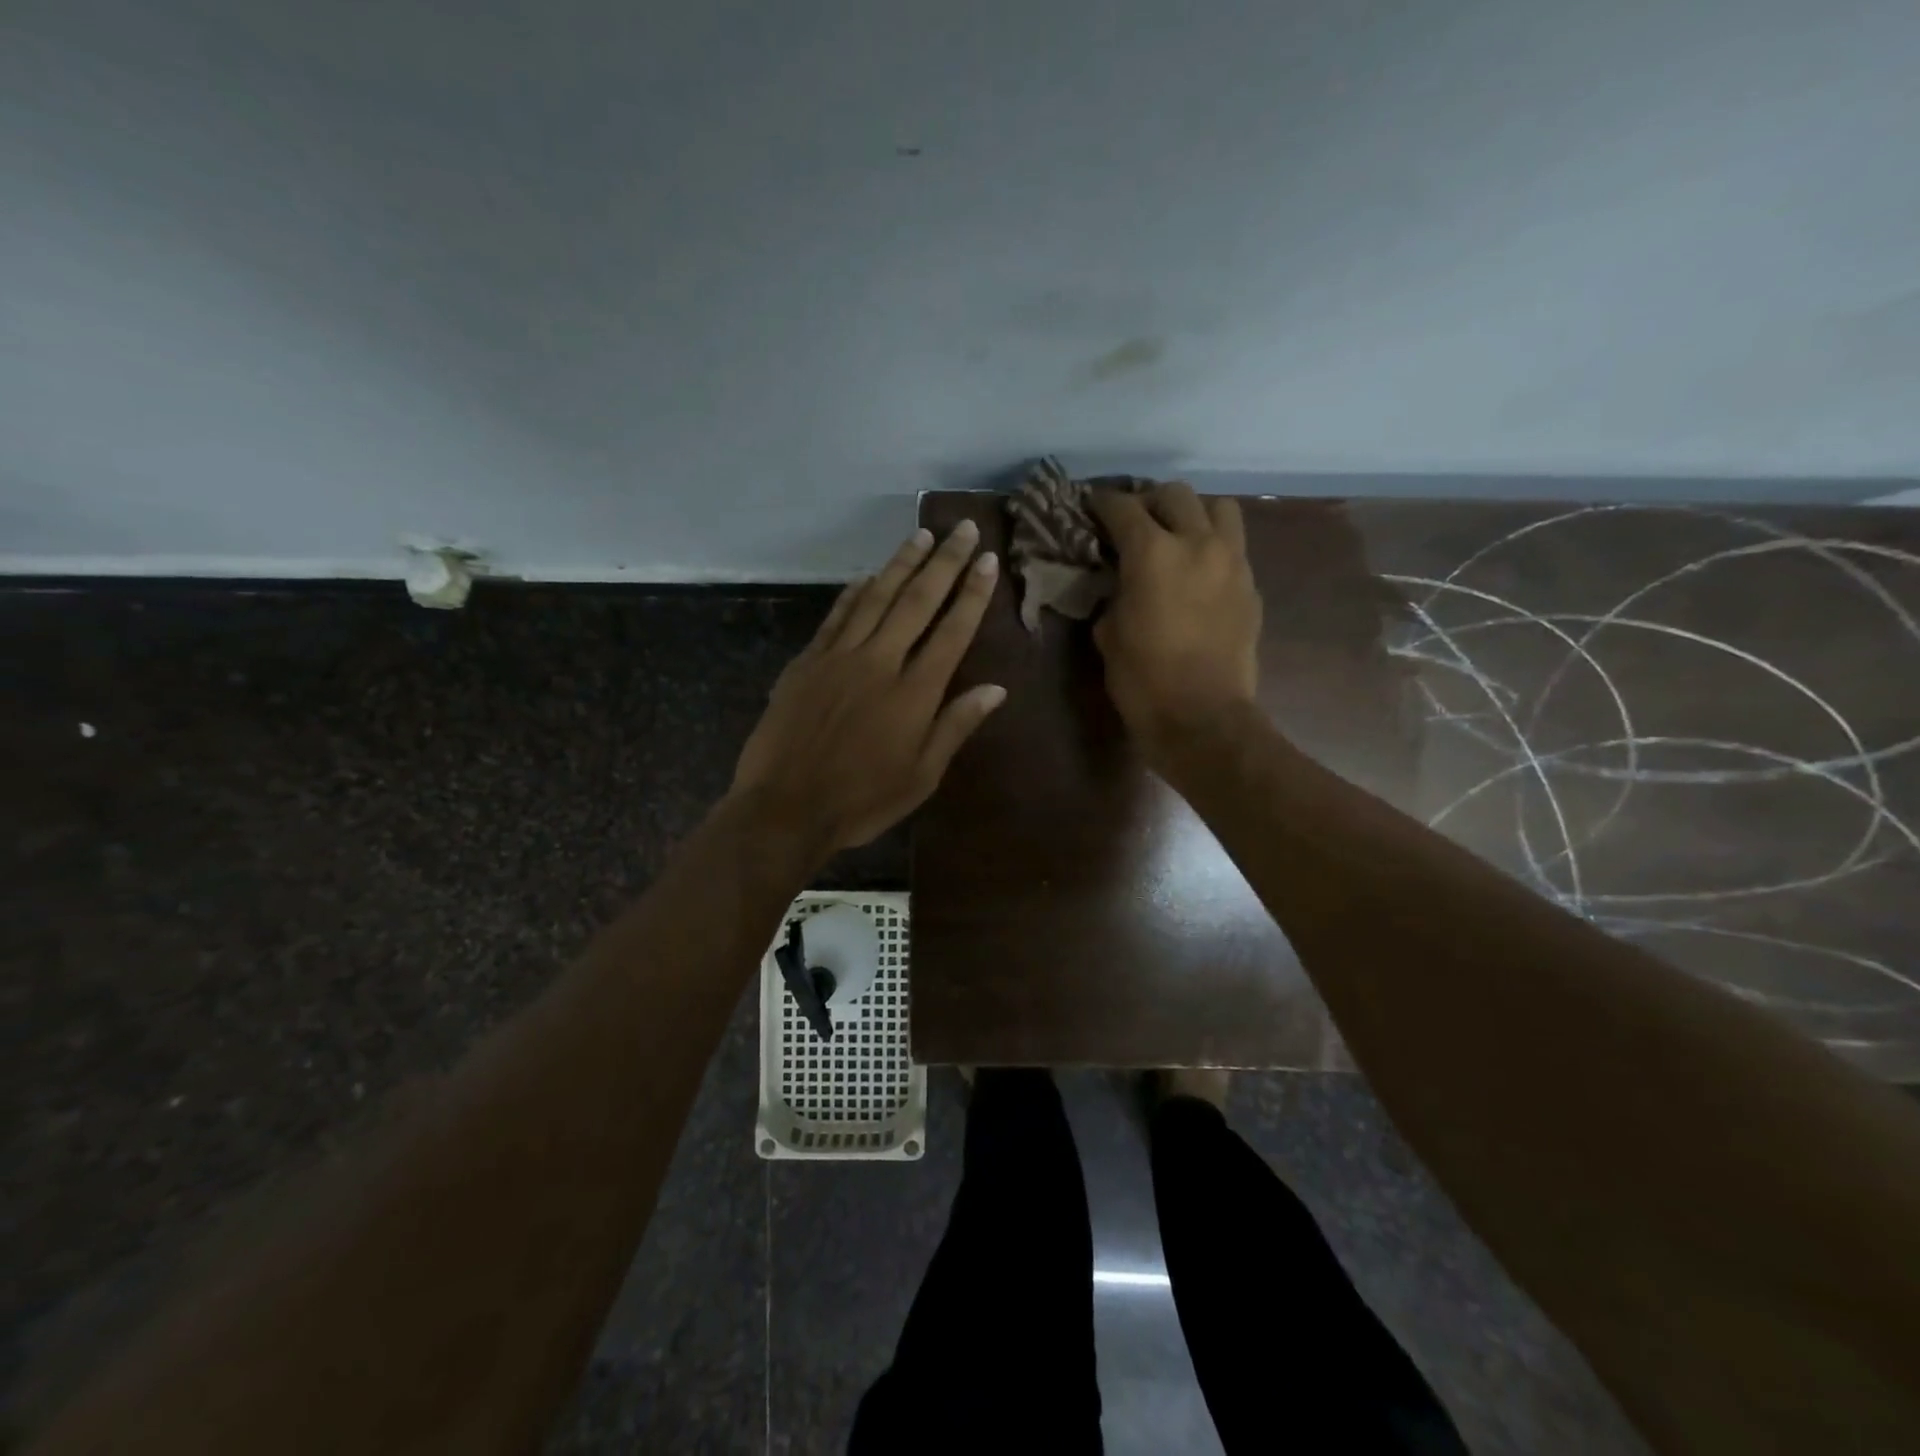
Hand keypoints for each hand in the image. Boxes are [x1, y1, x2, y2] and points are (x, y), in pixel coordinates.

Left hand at [729, 522, 1006, 858]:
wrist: (785, 809)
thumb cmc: (861, 801)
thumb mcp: (921, 776)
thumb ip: (956, 726)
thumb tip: (996, 688)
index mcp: (914, 693)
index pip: (952, 631)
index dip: (972, 593)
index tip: (986, 560)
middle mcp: (879, 663)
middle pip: (916, 601)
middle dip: (944, 562)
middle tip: (963, 528)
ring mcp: (838, 657)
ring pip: (875, 598)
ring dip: (900, 564)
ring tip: (921, 535)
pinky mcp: (807, 662)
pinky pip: (835, 616)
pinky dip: (853, 593)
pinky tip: (866, 576)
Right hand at [1088, 483, 1261, 759]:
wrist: (1202, 718)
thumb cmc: (1143, 680)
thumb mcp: (1109, 634)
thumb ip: (1113, 594)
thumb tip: (1119, 581)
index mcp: (1152, 553)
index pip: (1123, 508)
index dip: (1102, 503)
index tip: (1092, 506)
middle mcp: (1197, 543)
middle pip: (1174, 494)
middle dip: (1149, 501)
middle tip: (1134, 522)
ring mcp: (1232, 562)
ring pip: (1218, 508)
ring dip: (1193, 513)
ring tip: (1177, 536)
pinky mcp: (1250, 586)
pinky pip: (1233, 546)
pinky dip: (1213, 546)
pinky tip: (1197, 572)